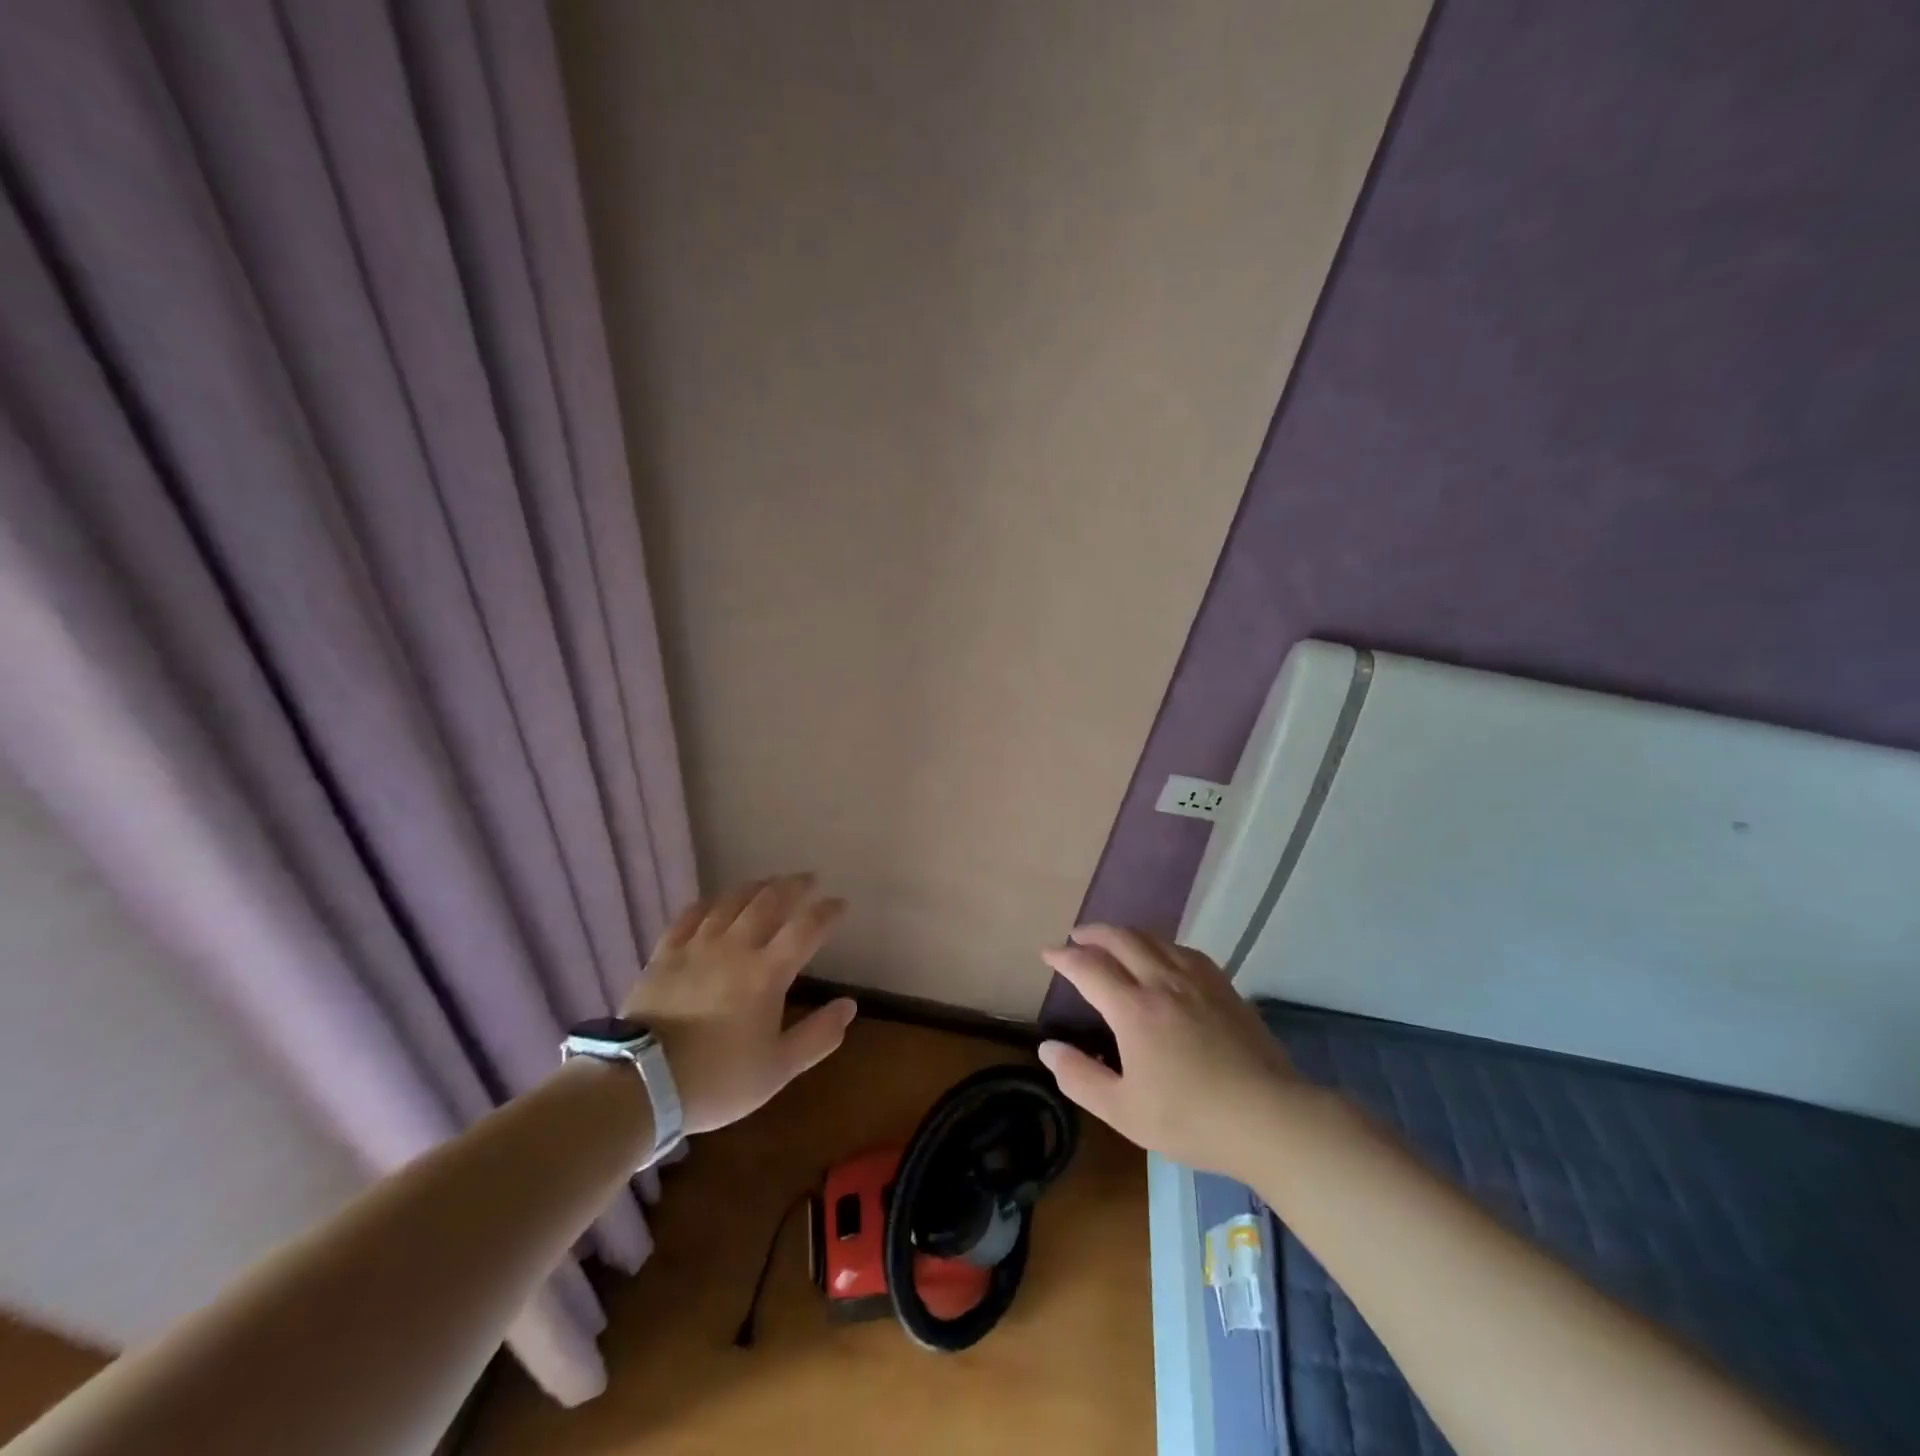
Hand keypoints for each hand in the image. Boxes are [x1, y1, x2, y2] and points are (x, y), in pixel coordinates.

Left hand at [621, 875, 856, 1134]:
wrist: (641, 1083)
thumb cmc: (717, 1079)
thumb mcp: (778, 1069)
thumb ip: (818, 1036)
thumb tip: (849, 1005)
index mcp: (767, 973)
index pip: (806, 929)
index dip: (827, 912)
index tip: (841, 904)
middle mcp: (736, 947)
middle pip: (769, 902)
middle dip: (793, 886)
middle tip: (808, 879)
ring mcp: (697, 946)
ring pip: (730, 901)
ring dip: (755, 887)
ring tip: (769, 882)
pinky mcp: (665, 954)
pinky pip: (689, 916)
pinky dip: (708, 903)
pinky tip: (714, 902)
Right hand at [1037, 926, 1309, 1178]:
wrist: (1270, 1118)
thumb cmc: (1192, 1119)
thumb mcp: (1124, 1111)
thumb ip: (1081, 1077)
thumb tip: (1047, 1048)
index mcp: (1134, 1009)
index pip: (1089, 968)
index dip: (1064, 957)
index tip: (1048, 954)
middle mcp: (1162, 982)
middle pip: (1122, 940)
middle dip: (1093, 934)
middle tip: (1076, 937)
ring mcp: (1197, 980)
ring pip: (1154, 939)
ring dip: (1125, 934)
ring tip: (1113, 940)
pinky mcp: (1224, 987)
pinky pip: (1184, 950)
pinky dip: (1161, 944)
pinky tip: (1163, 955)